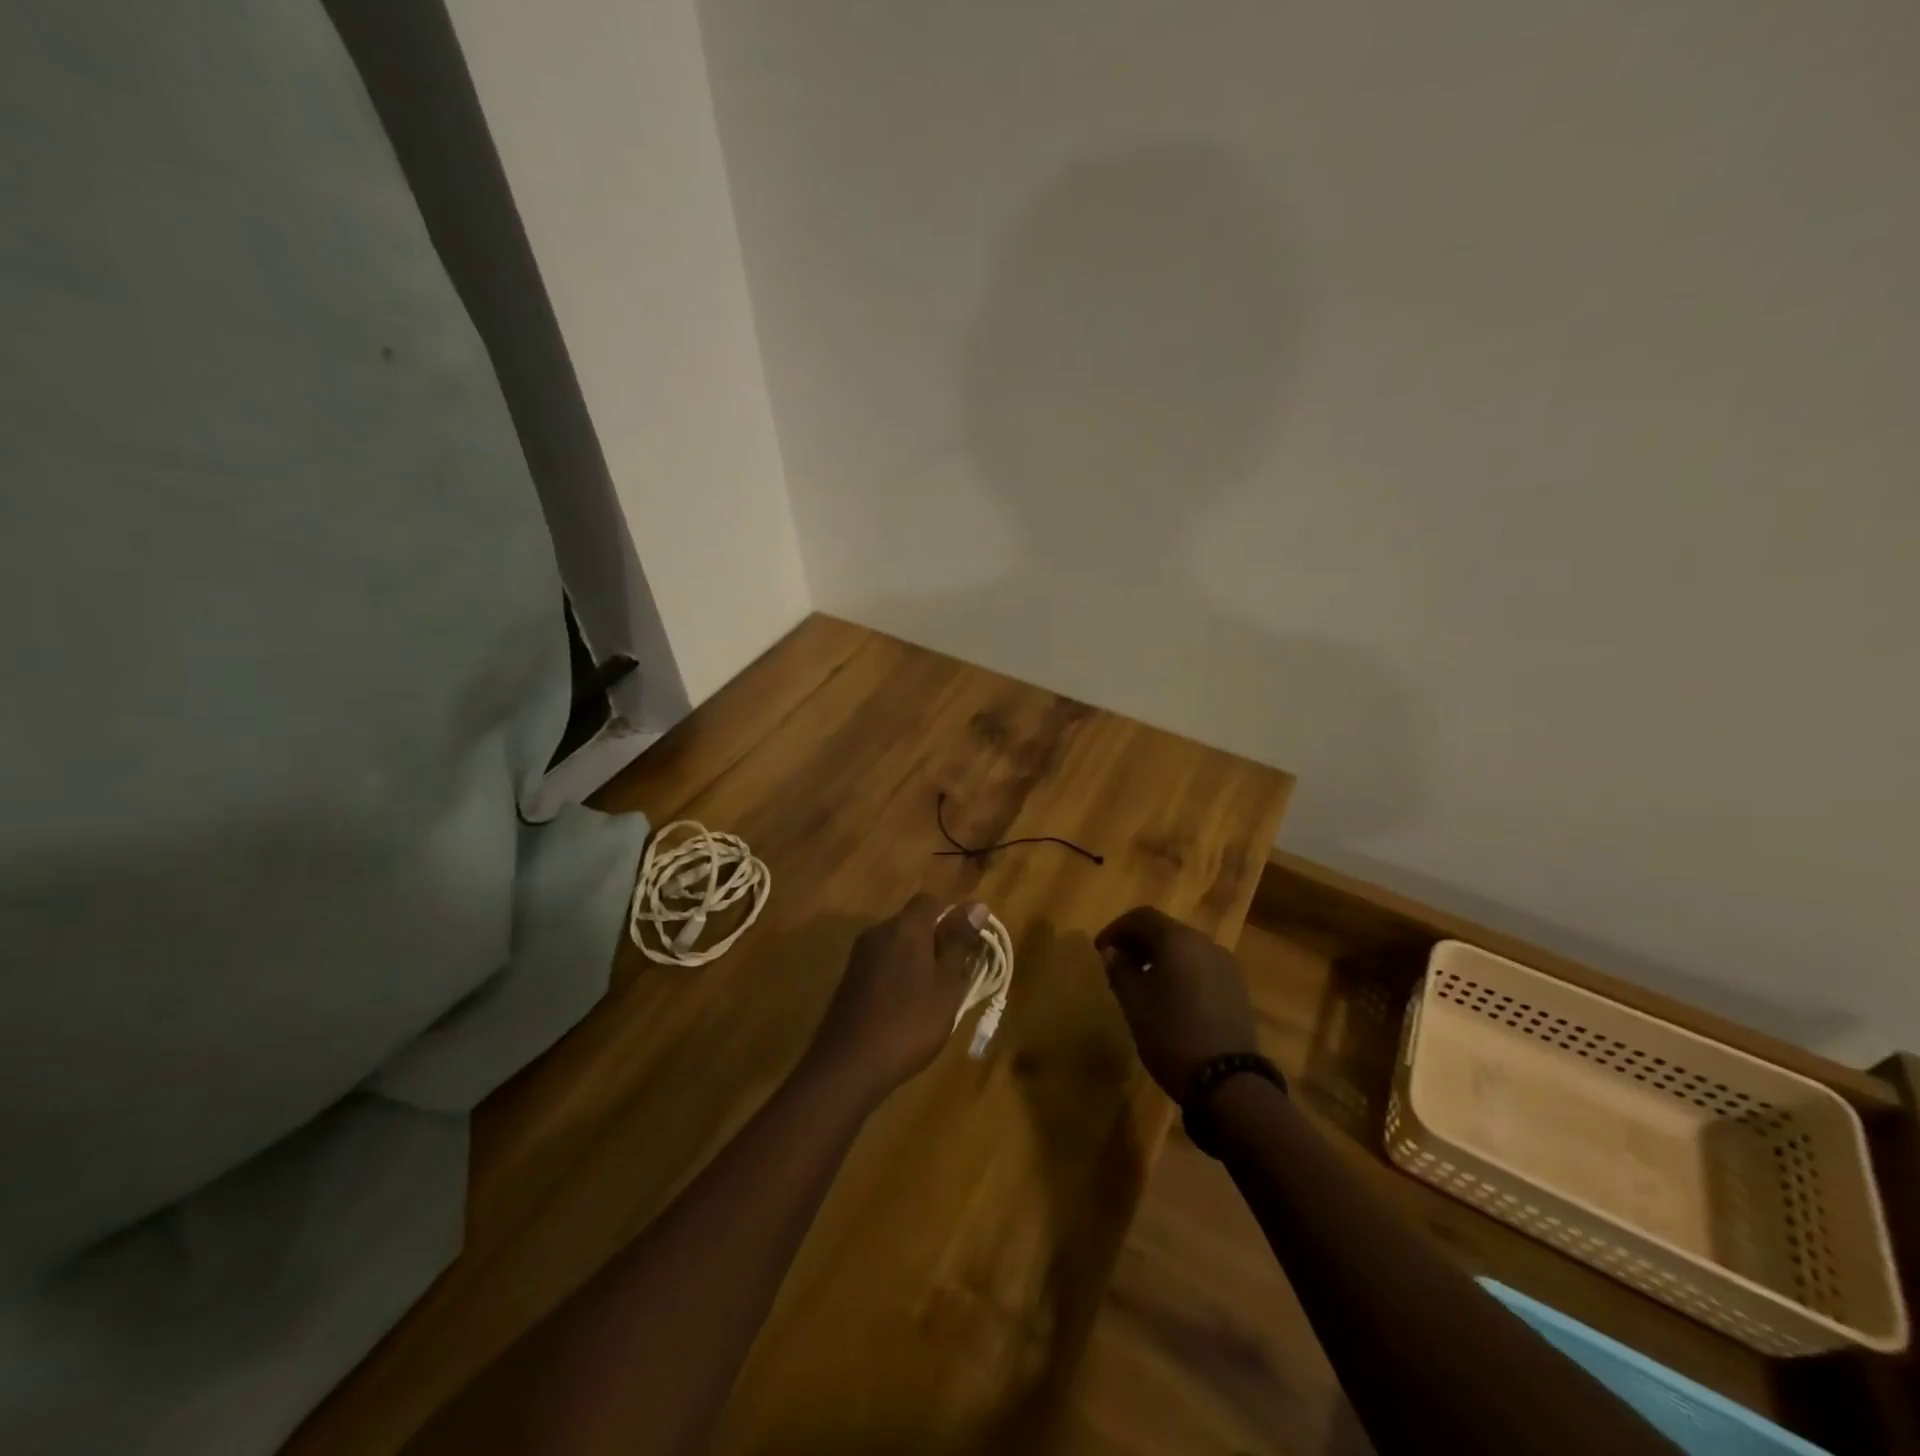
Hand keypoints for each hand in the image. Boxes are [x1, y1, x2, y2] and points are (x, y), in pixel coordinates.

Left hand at [811, 893, 988, 1099]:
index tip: (970, 944)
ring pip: (898, 944)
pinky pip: (883, 963)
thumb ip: (959, 942)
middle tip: (957, 974)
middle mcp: (879, 931)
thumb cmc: (909, 1022)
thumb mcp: (946, 985)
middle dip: (937, 940)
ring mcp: (860, 955)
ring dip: (918, 959)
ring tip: (936, 994)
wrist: (848, 1064)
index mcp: (905, 927)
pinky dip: (900, 974)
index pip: (931, 900)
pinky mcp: (850, 978)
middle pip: (914, 921)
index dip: (953, 916)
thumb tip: (976, 905)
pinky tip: (908, 1006)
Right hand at [1095, 906, 1258, 1100]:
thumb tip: (1112, 952)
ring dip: (1160, 957)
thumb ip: (1119, 970)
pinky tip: (1170, 997)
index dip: (1116, 929)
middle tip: (1118, 963)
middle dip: (1138, 942)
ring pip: (1185, 949)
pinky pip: (1201, 966)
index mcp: (1178, 940)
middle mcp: (1205, 943)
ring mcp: (1226, 965)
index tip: (1100, 950)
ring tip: (1141, 981)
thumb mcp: (1134, 1003)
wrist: (1228, 1081)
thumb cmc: (1171, 1034)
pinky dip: (1181, 971)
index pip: (1142, 917)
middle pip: (1166, 929)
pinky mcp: (1237, 988)